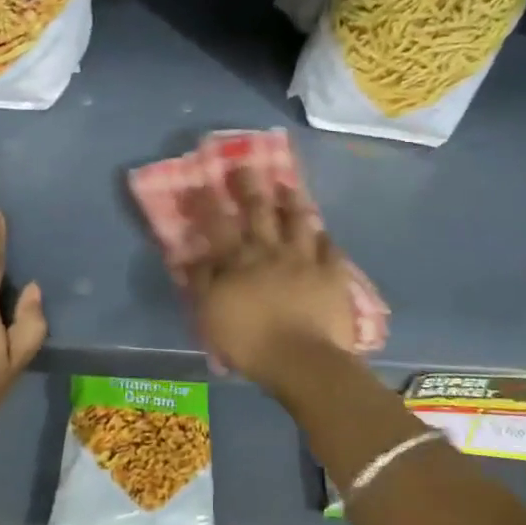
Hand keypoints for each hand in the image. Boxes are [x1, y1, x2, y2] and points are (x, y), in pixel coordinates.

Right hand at [183, 165, 356, 386]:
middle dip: (250, 186)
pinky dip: (325, 238)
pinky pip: (331, 249)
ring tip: (288, 185)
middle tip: (246, 165)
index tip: (199, 182)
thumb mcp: (210, 313)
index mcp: (238, 260)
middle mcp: (271, 250)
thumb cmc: (249, 340)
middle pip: (259, 211)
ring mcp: (305, 259)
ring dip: (292, 201)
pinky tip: (323, 232)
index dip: (207, 202)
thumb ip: (202, 281)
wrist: (302, 360)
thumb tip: (193, 255)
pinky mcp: (332, 275)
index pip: (218, 224)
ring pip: (299, 221)